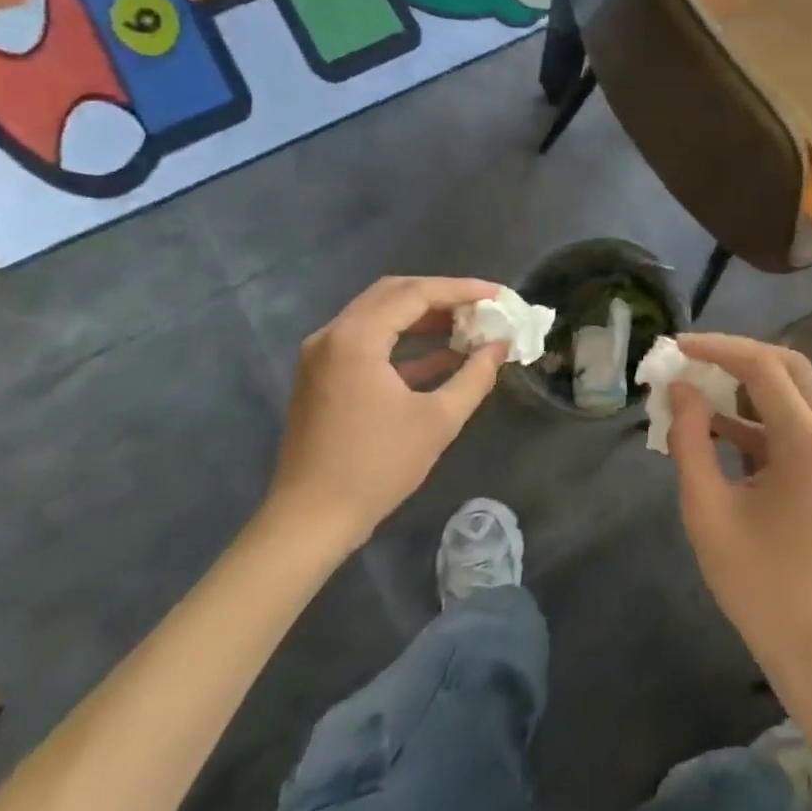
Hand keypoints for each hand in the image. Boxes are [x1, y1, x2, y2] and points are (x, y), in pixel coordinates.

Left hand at [269, 276, 507, 555]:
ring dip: (423, 316)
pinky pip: (368, 340)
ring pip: (380, 314)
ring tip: (468, 325)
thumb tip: (501, 345)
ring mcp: (322, 355)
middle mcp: (333, 335)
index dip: (461, 289)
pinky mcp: (322, 375)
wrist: (310, 521)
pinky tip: (442, 355)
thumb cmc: (376, 467)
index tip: (498, 294)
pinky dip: (404, 341)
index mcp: (357, 339)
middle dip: (442, 295)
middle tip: (483, 305)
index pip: (415, 293)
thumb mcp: (438, 420)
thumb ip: (475, 375)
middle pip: (394, 294)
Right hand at [666, 335, 811, 697]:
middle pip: (791, 366)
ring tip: (703, 388)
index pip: (764, 366)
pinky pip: (804, 422)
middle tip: (694, 360)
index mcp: (810, 443)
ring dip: (754, 382)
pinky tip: (723, 429)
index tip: (677, 347)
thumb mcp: (708, 512)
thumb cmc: (760, 586)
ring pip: (801, 390)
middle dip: (740, 355)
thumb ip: (690, 442)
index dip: (718, 348)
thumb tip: (681, 390)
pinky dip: (765, 415)